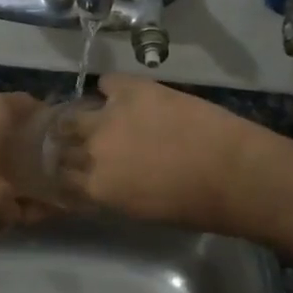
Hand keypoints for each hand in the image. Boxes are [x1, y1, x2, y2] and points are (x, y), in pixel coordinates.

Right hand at [50, 76, 268, 228]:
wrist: (232, 172)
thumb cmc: (194, 207)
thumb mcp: (140, 211)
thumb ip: (112, 193)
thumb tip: (103, 182)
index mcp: (95, 188)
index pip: (60, 178)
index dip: (65, 172)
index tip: (73, 169)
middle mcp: (92, 150)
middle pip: (62, 141)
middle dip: (68, 142)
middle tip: (84, 141)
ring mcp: (110, 116)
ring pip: (75, 112)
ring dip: (82, 116)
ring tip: (98, 117)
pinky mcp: (134, 90)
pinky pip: (108, 81)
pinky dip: (111, 88)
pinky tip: (123, 95)